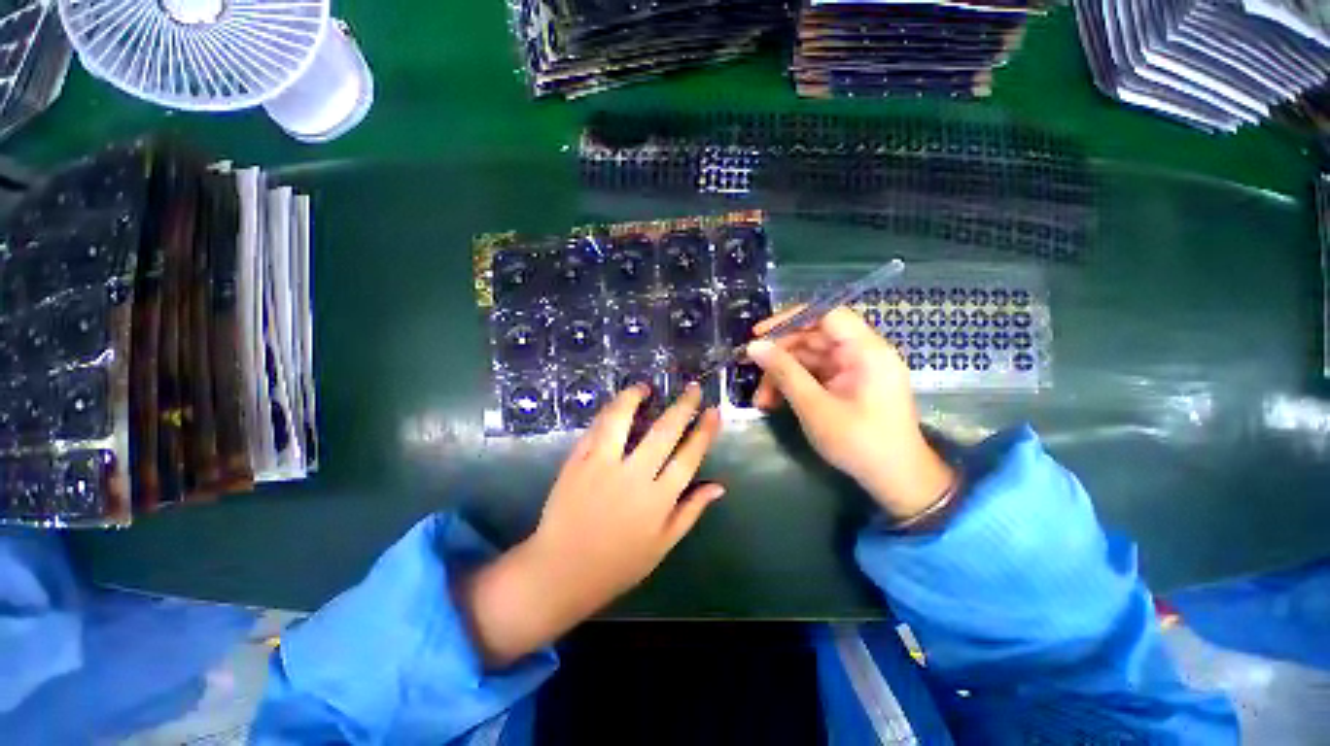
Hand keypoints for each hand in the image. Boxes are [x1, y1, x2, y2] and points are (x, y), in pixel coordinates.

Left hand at [462, 384, 722, 667]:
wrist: (560, 572)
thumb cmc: (617, 563)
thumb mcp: (662, 544)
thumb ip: (691, 511)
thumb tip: (719, 486)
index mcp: (658, 500)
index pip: (689, 456)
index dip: (704, 431)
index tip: (713, 411)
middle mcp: (633, 477)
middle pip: (664, 432)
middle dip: (683, 406)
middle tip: (692, 388)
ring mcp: (602, 466)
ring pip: (622, 420)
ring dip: (635, 398)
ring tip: (646, 387)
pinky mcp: (577, 462)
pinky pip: (596, 429)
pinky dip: (609, 411)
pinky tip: (617, 404)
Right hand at [746, 306, 954, 519]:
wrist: (896, 481)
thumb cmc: (859, 443)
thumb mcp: (814, 407)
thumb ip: (784, 372)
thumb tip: (754, 346)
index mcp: (866, 350)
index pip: (826, 314)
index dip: (790, 318)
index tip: (759, 334)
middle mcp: (862, 353)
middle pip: (813, 338)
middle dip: (780, 357)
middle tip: (752, 372)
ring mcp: (855, 370)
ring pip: (809, 359)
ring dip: (782, 376)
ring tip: (761, 401)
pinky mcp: (848, 385)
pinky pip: (815, 375)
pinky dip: (794, 385)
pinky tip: (775, 402)